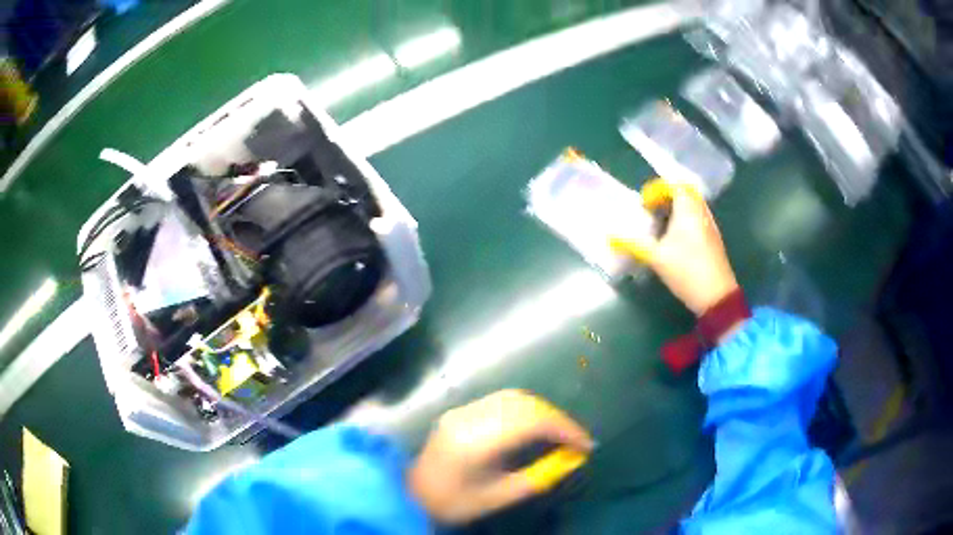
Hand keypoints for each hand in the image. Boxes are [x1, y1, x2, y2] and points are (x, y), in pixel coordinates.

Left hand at [407, 389, 592, 523]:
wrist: (411, 494)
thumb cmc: (454, 501)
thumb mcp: (499, 496)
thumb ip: (537, 477)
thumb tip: (570, 460)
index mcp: (477, 442)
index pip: (532, 422)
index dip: (564, 428)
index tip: (585, 444)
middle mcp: (469, 417)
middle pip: (524, 404)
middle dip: (556, 418)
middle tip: (575, 439)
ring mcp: (462, 410)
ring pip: (513, 397)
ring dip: (542, 411)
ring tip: (559, 432)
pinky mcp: (460, 411)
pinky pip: (501, 401)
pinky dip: (525, 410)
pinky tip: (534, 426)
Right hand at [611, 179, 738, 316]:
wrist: (716, 296)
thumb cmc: (686, 271)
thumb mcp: (656, 258)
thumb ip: (632, 244)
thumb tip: (609, 236)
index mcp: (688, 209)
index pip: (673, 184)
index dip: (656, 189)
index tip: (644, 205)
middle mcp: (701, 211)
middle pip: (684, 192)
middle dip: (665, 197)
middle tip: (650, 211)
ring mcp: (709, 225)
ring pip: (691, 205)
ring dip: (675, 209)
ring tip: (660, 225)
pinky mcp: (713, 239)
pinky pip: (697, 218)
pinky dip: (684, 220)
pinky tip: (674, 241)